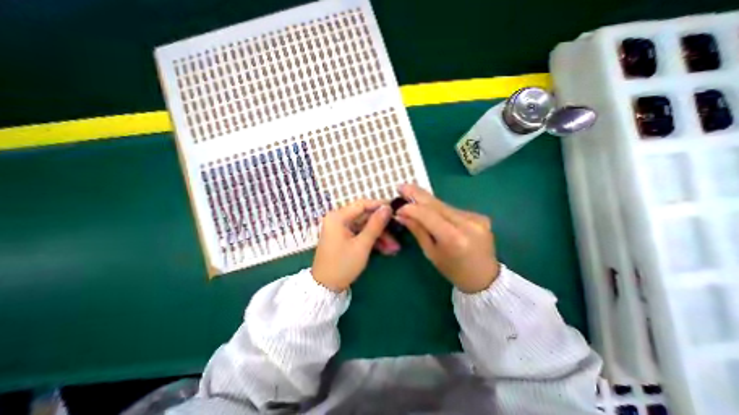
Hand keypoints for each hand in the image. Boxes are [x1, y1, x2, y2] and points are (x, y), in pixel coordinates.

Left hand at [309, 199, 395, 291]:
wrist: (325, 288)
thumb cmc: (342, 265)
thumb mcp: (362, 245)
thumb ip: (376, 225)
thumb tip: (387, 208)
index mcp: (338, 217)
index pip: (362, 204)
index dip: (379, 206)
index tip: (395, 209)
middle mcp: (338, 219)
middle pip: (365, 217)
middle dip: (382, 227)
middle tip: (398, 232)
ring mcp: (341, 229)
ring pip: (364, 228)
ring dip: (380, 236)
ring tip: (395, 247)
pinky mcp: (344, 238)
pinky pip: (360, 235)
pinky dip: (372, 241)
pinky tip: (386, 250)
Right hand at [395, 185, 498, 294]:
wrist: (485, 277)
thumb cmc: (453, 270)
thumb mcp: (431, 253)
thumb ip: (418, 230)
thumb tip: (401, 214)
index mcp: (454, 239)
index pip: (428, 215)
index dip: (411, 208)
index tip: (398, 206)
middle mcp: (468, 224)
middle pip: (437, 204)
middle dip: (417, 194)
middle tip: (402, 186)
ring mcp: (476, 218)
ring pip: (444, 205)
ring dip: (427, 201)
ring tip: (412, 195)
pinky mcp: (480, 216)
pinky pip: (452, 209)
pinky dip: (439, 208)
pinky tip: (430, 208)